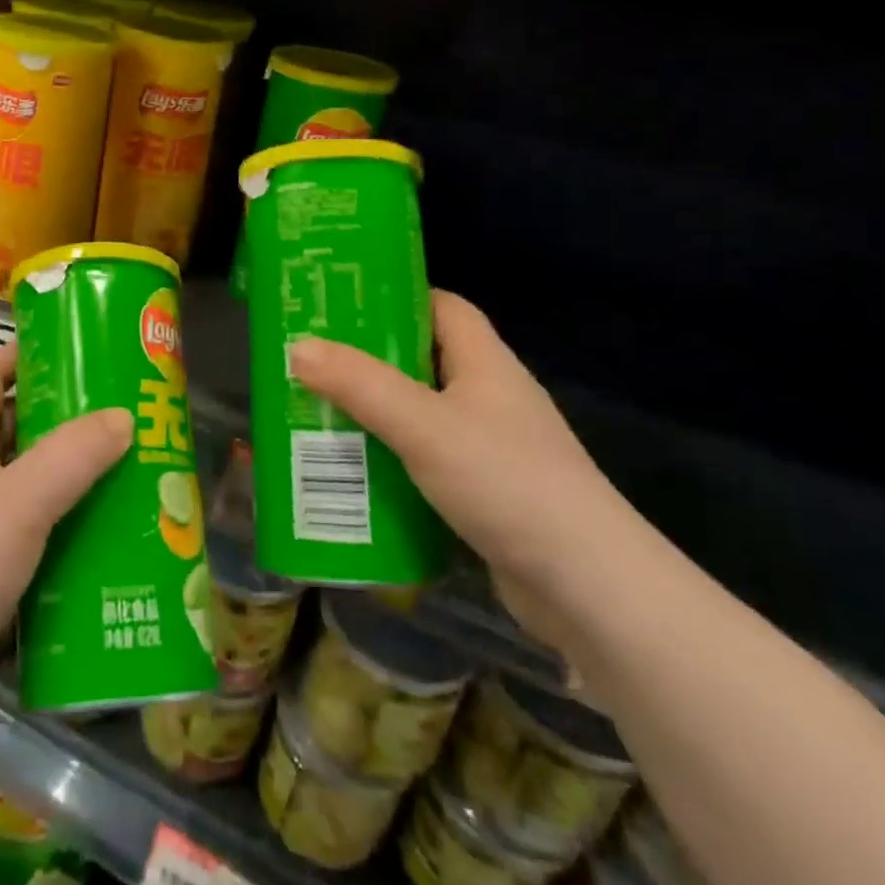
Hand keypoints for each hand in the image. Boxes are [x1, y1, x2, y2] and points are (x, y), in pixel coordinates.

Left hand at [0, 343, 131, 737]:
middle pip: (6, 428)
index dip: (18, 356)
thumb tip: (123, 417)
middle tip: (110, 411)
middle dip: (54, 416)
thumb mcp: (23, 501)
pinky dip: (53, 521)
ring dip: (59, 472)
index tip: (66, 348)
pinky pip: (20, 528)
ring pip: (17, 481)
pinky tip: (92, 533)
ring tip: (114, 466)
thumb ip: (74, 455)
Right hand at [288, 292, 630, 649]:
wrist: (586, 587)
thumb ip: (359, 385)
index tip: (343, 306)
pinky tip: (355, 477)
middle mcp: (490, 397)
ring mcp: (491, 448)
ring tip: (317, 417)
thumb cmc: (505, 482)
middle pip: (423, 362)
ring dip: (375, 417)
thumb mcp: (422, 426)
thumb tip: (298, 346)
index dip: (397, 298)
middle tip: (312, 364)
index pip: (443, 307)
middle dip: (369, 363)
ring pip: (421, 416)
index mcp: (485, 363)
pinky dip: (392, 464)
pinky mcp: (486, 494)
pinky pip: (427, 463)